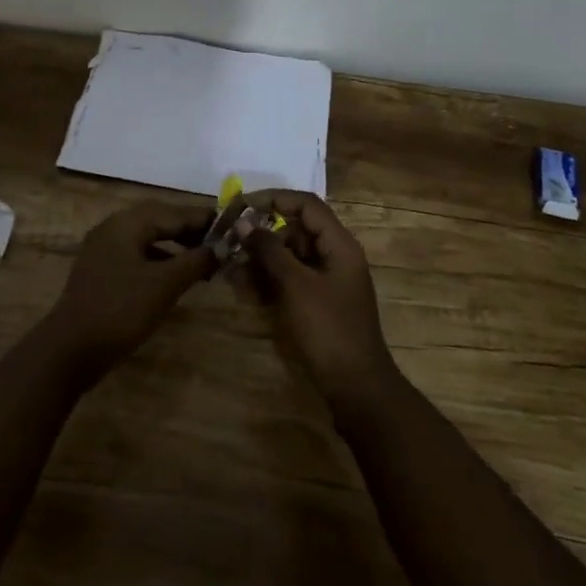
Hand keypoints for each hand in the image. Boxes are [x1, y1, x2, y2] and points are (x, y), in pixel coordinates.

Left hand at [41, 201, 216, 383]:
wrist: (70, 349)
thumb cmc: (120, 310)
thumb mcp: (164, 285)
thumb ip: (195, 262)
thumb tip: (221, 247)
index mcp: (127, 223)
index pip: (173, 212)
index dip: (203, 219)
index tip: (231, 225)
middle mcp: (113, 228)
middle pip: (159, 221)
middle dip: (190, 231)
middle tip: (220, 243)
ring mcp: (104, 250)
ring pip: (148, 239)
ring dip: (175, 247)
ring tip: (203, 261)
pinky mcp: (102, 272)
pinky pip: (137, 256)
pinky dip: (159, 262)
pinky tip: (175, 278)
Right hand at [242, 191, 400, 416]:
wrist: (355, 387)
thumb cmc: (329, 329)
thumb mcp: (296, 285)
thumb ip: (269, 250)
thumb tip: (243, 222)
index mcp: (339, 244)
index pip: (305, 205)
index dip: (274, 199)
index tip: (242, 204)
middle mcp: (333, 256)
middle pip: (294, 230)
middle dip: (260, 235)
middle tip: (229, 242)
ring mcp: (325, 280)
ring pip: (287, 257)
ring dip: (259, 260)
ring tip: (229, 270)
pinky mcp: (316, 302)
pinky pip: (288, 280)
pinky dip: (267, 281)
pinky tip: (242, 289)